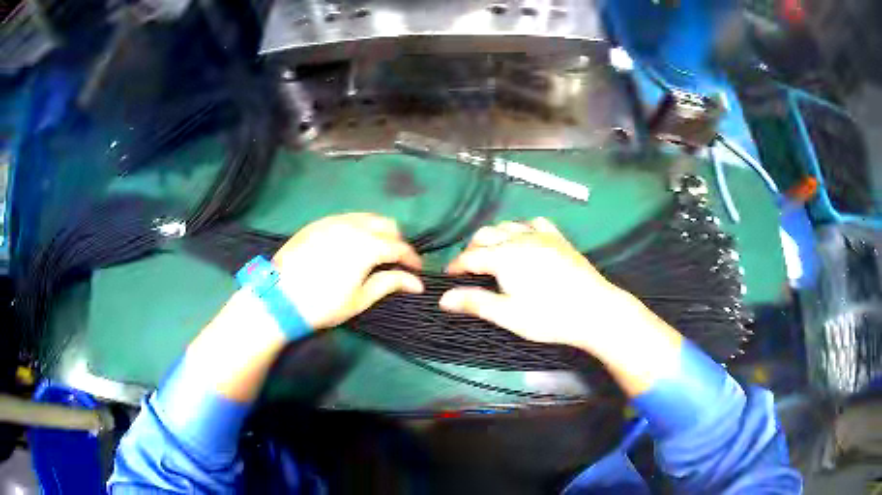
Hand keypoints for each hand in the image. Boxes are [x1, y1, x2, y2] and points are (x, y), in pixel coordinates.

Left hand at [272, 213, 422, 328]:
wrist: (279, 298)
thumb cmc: (323, 304)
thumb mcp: (360, 299)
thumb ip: (390, 283)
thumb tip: (417, 283)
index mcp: (367, 245)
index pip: (399, 247)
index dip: (412, 259)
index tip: (418, 270)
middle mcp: (353, 225)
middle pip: (386, 225)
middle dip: (397, 241)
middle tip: (395, 261)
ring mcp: (332, 221)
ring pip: (366, 218)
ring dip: (377, 231)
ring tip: (375, 251)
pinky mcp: (317, 223)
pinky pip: (346, 218)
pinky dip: (357, 228)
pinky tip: (351, 244)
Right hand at [439, 218, 631, 352]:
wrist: (595, 310)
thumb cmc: (549, 316)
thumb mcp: (509, 315)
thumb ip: (475, 303)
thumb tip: (443, 299)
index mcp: (504, 257)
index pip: (470, 256)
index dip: (455, 265)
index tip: (447, 277)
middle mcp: (519, 238)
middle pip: (485, 235)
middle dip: (472, 249)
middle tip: (469, 269)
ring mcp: (541, 235)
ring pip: (508, 225)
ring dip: (494, 237)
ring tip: (492, 254)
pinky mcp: (558, 238)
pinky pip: (534, 223)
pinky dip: (521, 228)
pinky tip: (524, 239)